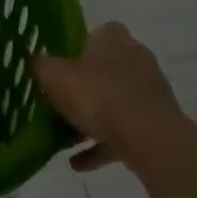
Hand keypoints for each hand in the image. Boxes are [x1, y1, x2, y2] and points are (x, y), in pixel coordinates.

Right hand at [34, 22, 184, 174]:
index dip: (75, 50)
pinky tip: (79, 163)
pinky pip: (124, 130)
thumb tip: (38, 61)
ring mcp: (150, 91)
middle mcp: (136, 57)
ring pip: (114, 101)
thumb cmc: (98, 95)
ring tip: (65, 140)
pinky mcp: (158, 122)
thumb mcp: (54, 76)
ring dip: (91, 119)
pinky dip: (102, 144)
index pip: (93, 34)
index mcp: (113, 38)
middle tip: (58, 103)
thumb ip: (42, 66)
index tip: (58, 69)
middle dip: (82, 87)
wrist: (149, 137)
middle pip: (103, 70)